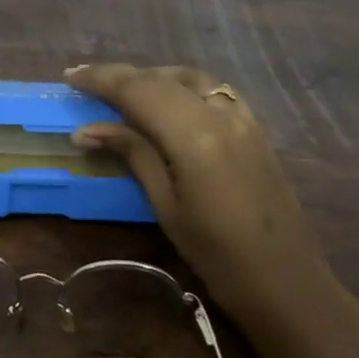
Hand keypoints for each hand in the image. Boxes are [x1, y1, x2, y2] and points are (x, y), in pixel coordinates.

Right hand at [66, 63, 325, 317]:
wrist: (287, 281)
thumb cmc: (217, 255)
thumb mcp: (166, 206)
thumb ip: (132, 154)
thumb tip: (87, 130)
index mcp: (193, 135)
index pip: (138, 91)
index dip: (101, 79)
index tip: (71, 76)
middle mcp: (219, 113)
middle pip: (161, 79)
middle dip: (121, 75)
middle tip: (86, 80)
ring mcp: (242, 117)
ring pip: (189, 77)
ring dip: (153, 76)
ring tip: (124, 88)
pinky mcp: (255, 127)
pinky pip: (214, 90)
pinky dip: (184, 85)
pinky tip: (172, 99)